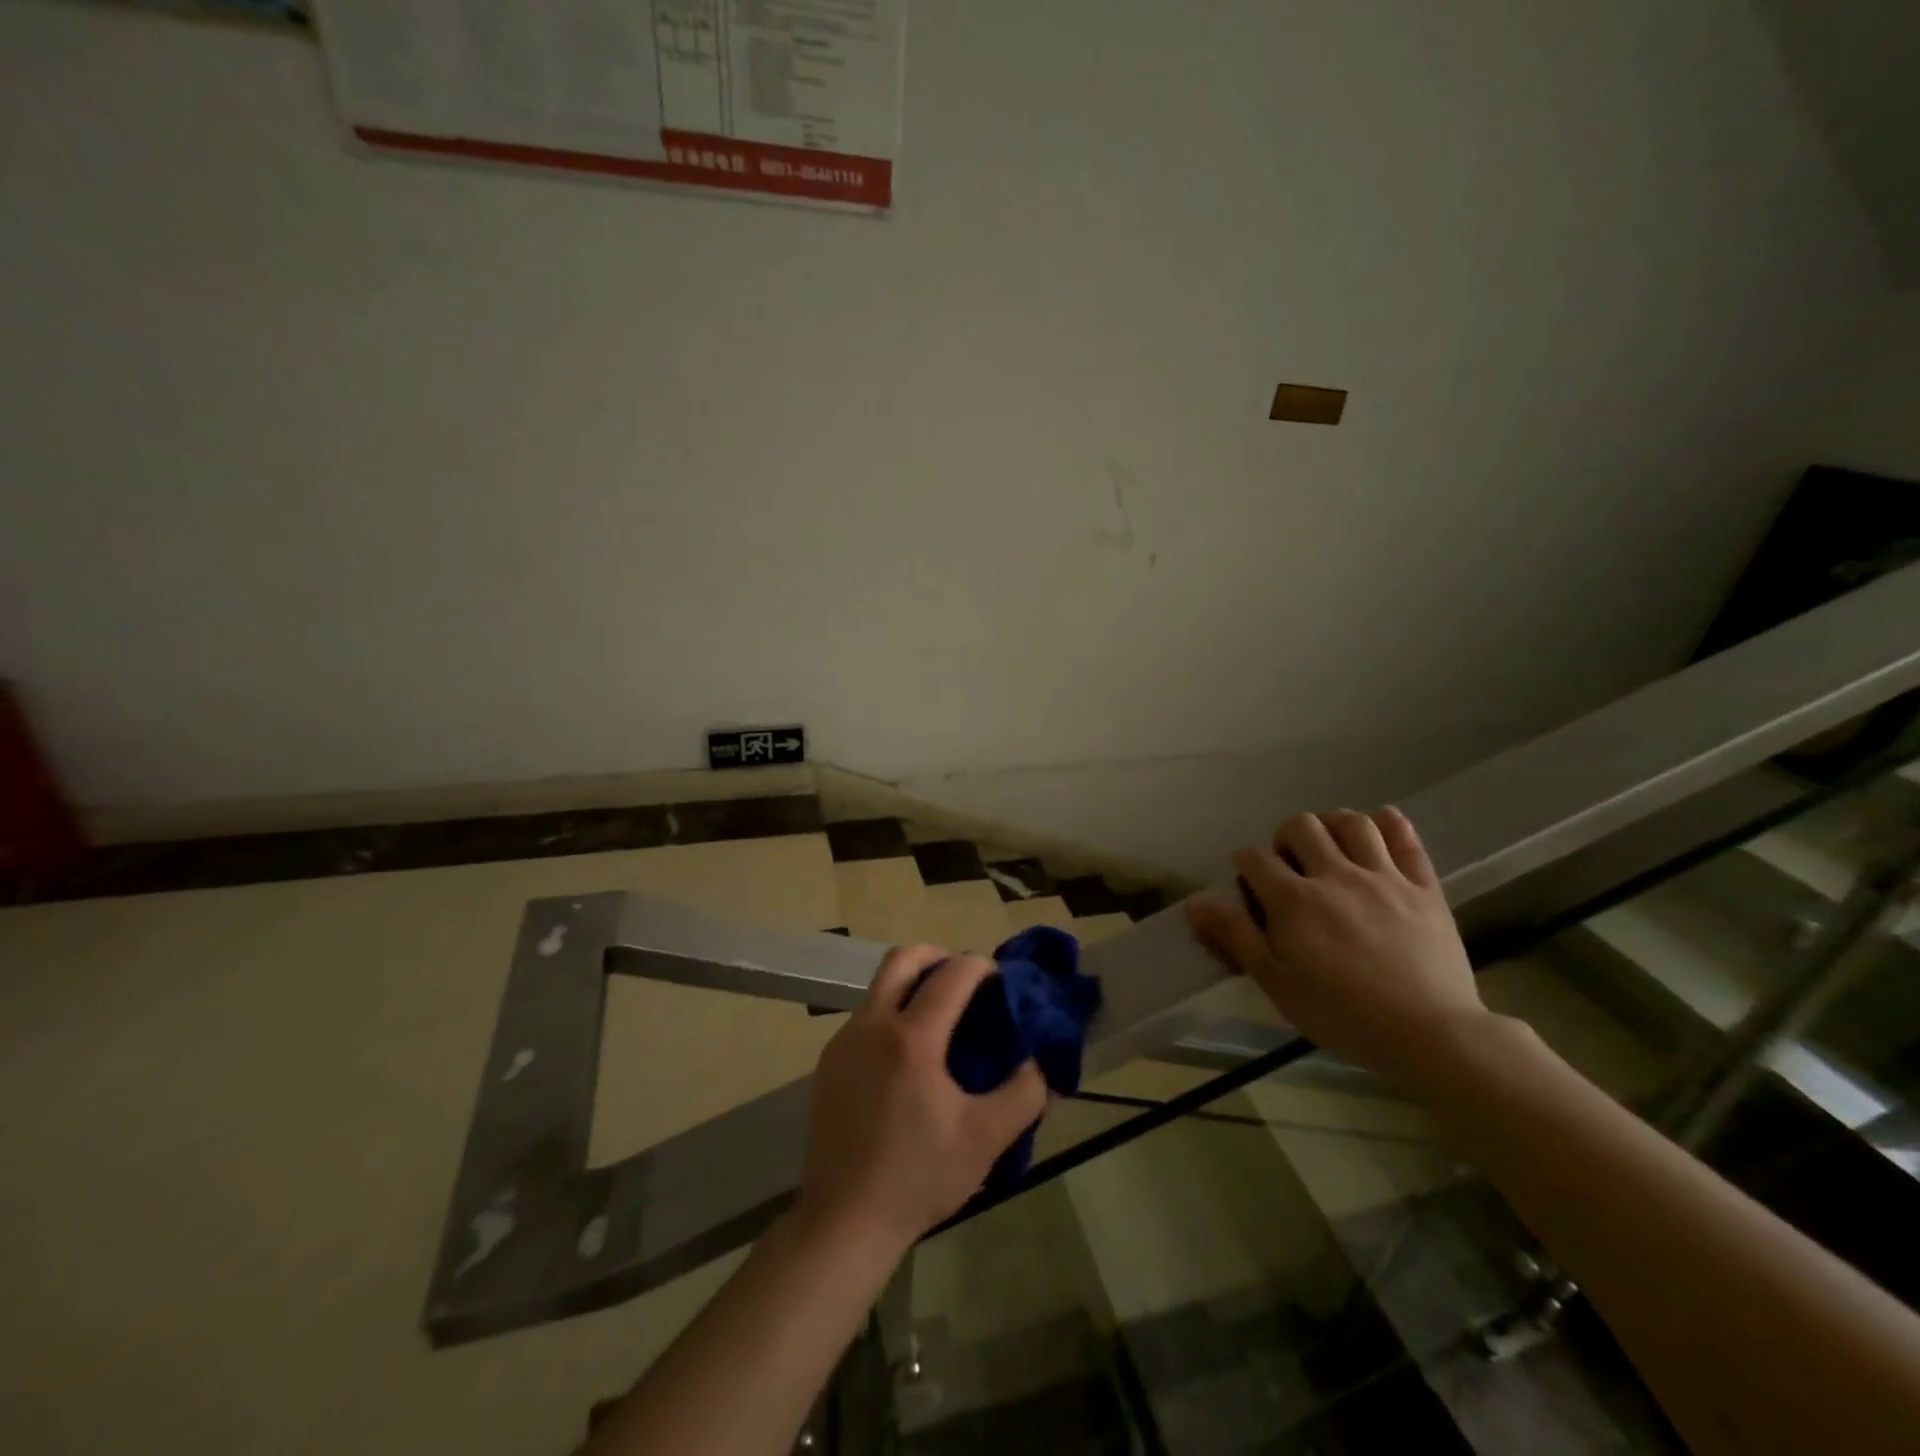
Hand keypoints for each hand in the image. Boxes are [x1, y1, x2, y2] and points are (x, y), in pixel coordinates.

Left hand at [795, 945, 1047, 1254]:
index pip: (953, 974)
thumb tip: (1040, 1063)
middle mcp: (873, 1025)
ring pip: (880, 985)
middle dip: (939, 955)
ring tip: (941, 1017)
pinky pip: (865, 1016)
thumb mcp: (985, 1139)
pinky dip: (892, 1012)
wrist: (843, 1221)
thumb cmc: (918, 1177)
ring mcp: (844, 1041)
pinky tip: (908, 1055)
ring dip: (913, 984)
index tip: (1001, 980)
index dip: (982, 966)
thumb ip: (1024, 1093)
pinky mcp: (828, 1061)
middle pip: (904, 958)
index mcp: (912, 1038)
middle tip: (966, 980)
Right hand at [1185, 808, 1486, 1083]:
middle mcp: (1335, 875)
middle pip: (1301, 826)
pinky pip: (1407, 838)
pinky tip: (1379, 831)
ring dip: (1333, 825)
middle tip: (1290, 866)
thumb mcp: (1276, 983)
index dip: (1245, 864)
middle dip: (1286, 838)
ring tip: (1330, 847)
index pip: (1255, 857)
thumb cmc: (1342, 1014)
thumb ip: (1235, 936)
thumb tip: (1194, 903)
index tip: (1250, 885)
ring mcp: (1383, 877)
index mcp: (1294, 900)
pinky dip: (1390, 825)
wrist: (1429, 1034)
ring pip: (1352, 822)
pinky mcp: (1423, 887)